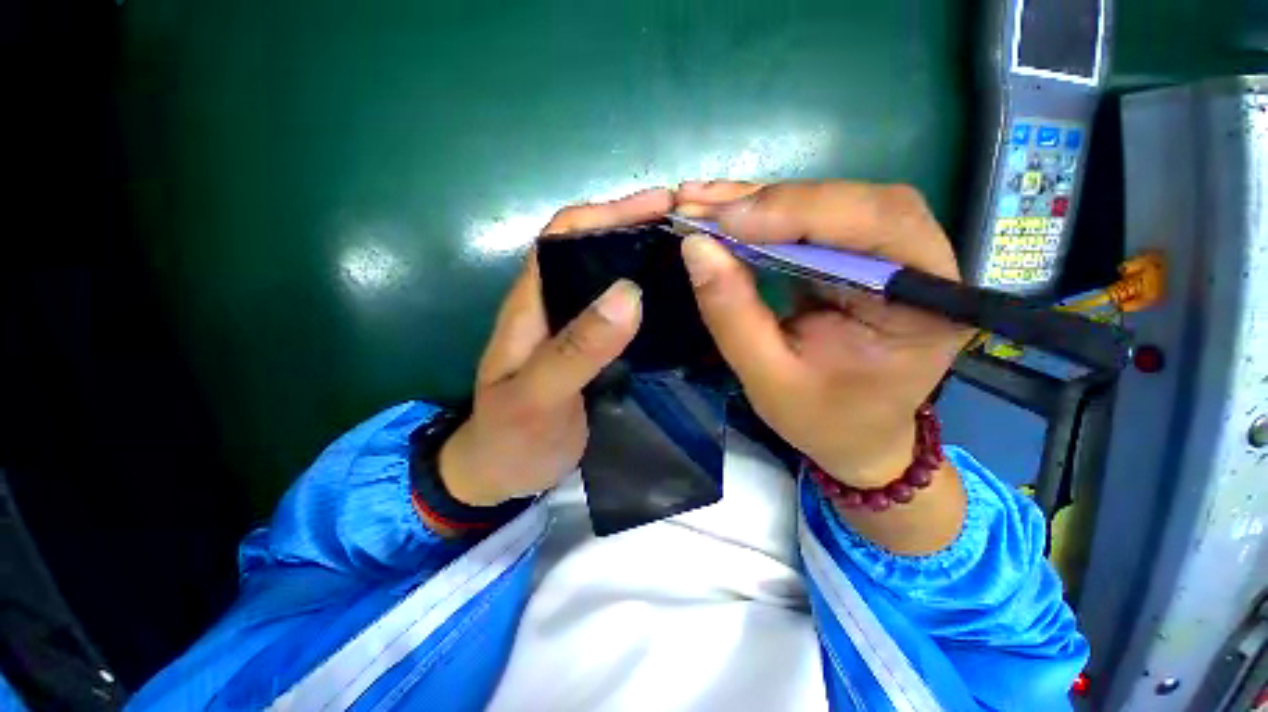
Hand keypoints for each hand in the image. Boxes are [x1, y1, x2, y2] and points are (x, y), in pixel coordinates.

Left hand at [439, 189, 672, 505]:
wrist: (504, 474)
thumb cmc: (511, 437)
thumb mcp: (538, 395)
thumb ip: (577, 348)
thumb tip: (629, 292)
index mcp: (533, 302)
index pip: (565, 235)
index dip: (608, 212)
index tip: (660, 206)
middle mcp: (555, 305)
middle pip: (595, 250)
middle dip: (638, 231)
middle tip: (691, 231)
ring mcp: (577, 329)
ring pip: (613, 281)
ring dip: (647, 264)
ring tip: (694, 259)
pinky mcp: (594, 351)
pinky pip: (625, 316)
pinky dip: (651, 302)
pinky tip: (679, 305)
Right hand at [676, 180, 971, 488]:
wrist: (855, 435)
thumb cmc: (822, 418)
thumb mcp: (767, 377)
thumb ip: (732, 314)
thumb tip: (695, 247)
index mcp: (924, 305)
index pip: (876, 226)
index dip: (796, 212)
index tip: (724, 220)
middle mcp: (921, 264)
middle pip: (852, 202)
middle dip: (769, 200)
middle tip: (699, 203)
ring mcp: (891, 254)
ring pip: (829, 201)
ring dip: (759, 200)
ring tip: (702, 202)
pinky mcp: (858, 255)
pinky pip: (812, 220)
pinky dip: (764, 214)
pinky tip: (726, 212)